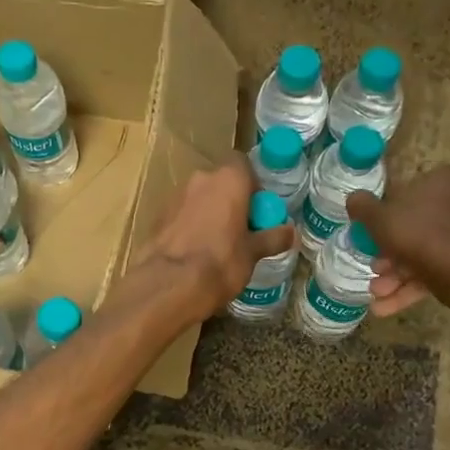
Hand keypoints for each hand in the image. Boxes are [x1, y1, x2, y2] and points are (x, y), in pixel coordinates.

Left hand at [135, 162, 293, 323]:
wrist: (170, 284)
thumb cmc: (221, 262)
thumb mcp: (252, 253)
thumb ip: (272, 238)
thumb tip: (292, 232)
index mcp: (228, 179)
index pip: (243, 165)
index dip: (252, 185)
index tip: (258, 210)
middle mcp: (200, 179)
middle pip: (220, 182)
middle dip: (230, 200)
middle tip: (241, 228)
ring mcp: (175, 196)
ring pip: (199, 198)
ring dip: (209, 212)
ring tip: (217, 243)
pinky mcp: (158, 216)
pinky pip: (181, 214)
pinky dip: (190, 225)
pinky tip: (195, 251)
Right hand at [347, 167, 449, 316]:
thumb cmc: (418, 234)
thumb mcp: (378, 218)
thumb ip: (362, 206)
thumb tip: (355, 198)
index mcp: (444, 180)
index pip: (409, 194)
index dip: (386, 217)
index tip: (373, 237)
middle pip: (419, 227)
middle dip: (391, 255)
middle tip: (375, 271)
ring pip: (430, 251)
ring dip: (399, 276)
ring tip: (378, 295)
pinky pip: (443, 268)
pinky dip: (416, 286)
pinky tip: (388, 306)